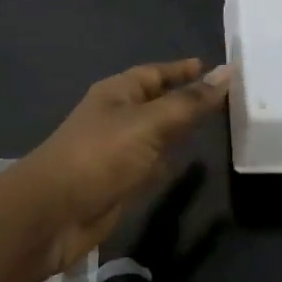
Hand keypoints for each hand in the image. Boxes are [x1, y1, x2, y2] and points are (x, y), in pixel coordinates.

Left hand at [10, 59, 231, 274]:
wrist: (53, 213)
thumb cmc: (100, 156)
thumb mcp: (149, 123)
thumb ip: (189, 102)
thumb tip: (227, 73)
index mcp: (118, 93)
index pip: (156, 73)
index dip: (183, 70)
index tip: (215, 68)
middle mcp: (117, 117)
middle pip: (157, 102)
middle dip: (187, 99)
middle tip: (227, 98)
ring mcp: (117, 151)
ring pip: (156, 134)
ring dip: (180, 131)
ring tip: (216, 125)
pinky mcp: (119, 182)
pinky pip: (150, 164)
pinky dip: (168, 161)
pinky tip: (187, 163)